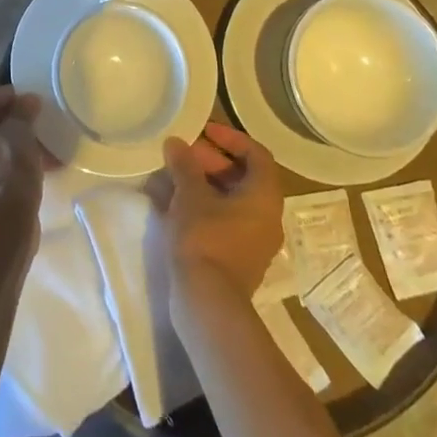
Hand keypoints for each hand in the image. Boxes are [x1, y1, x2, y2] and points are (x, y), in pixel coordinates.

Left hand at [0, 88, 58, 229]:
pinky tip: (29, 168)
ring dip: (8, 146)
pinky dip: (4, 166)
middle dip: (8, 124)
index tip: (30, 100)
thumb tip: (28, 101)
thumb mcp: (21, 132)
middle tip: (33, 122)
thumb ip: (22, 111)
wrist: (1, 227)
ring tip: (37, 147)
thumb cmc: (7, 167)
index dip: (9, 98)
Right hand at [151, 123, 283, 306]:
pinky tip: (170, 204)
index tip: (204, 132)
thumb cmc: (205, 238)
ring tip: (170, 177)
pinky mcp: (235, 259)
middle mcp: (266, 217)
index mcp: (264, 197)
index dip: (231, 138)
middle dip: (210, 161)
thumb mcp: (191, 195)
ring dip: (201, 184)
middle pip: (242, 177)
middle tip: (182, 155)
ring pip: (228, 200)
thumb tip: (176, 143)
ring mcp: (252, 241)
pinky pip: (221, 221)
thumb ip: (185, 165)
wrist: (207, 303)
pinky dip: (200, 207)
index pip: (257, 154)